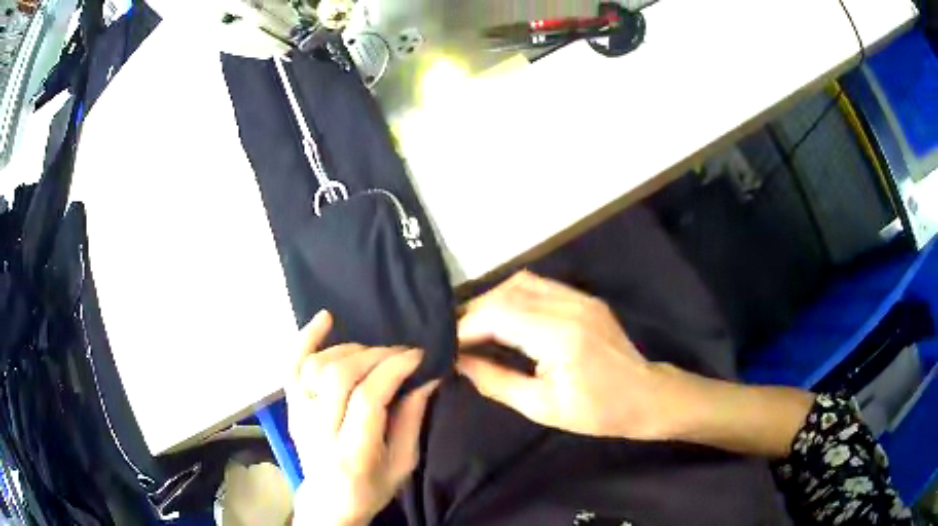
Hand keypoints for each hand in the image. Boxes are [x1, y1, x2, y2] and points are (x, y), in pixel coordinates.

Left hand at [286, 311, 437, 525]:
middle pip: (340, 376)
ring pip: (317, 366)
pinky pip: (291, 366)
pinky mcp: (290, 407)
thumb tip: (426, 379)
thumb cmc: (370, 488)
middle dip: (376, 356)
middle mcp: (319, 431)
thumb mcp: (402, 464)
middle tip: (401, 353)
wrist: (328, 502)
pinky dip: (306, 338)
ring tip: (373, 353)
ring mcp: (299, 416)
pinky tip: (326, 319)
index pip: (367, 399)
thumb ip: (411, 421)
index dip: (392, 369)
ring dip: (350, 349)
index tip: (416, 355)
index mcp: (352, 453)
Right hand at [457, 271, 671, 439]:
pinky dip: (514, 297)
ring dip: (493, 301)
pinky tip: (506, 317)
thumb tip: (459, 362)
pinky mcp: (585, 298)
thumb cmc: (596, 411)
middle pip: (506, 293)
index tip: (445, 345)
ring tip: (476, 326)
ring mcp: (580, 297)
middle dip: (474, 312)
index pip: (498, 315)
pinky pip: (540, 285)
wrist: (645, 396)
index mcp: (559, 336)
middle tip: (455, 336)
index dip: (465, 327)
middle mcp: (569, 306)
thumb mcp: (541, 407)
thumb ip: (495, 381)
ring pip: (521, 282)